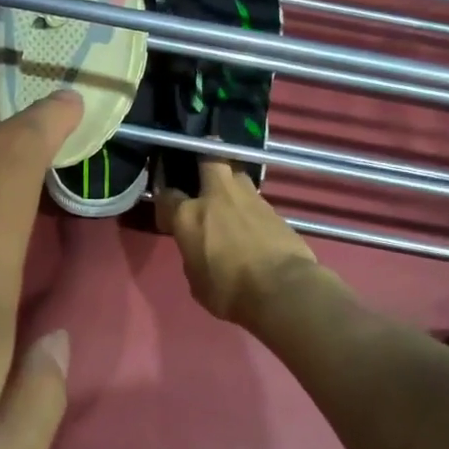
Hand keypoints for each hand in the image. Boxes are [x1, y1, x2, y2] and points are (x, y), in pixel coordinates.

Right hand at [155, 159, 320, 325]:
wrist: (283, 289)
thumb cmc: (229, 291)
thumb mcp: (197, 281)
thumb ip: (193, 256)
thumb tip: (199, 249)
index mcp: (189, 216)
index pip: (167, 196)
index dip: (165, 202)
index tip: (168, 214)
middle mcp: (216, 196)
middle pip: (208, 158)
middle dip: (203, 160)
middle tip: (201, 176)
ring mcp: (248, 198)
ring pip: (235, 174)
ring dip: (229, 182)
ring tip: (229, 200)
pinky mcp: (273, 208)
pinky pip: (255, 198)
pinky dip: (249, 206)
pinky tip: (250, 222)